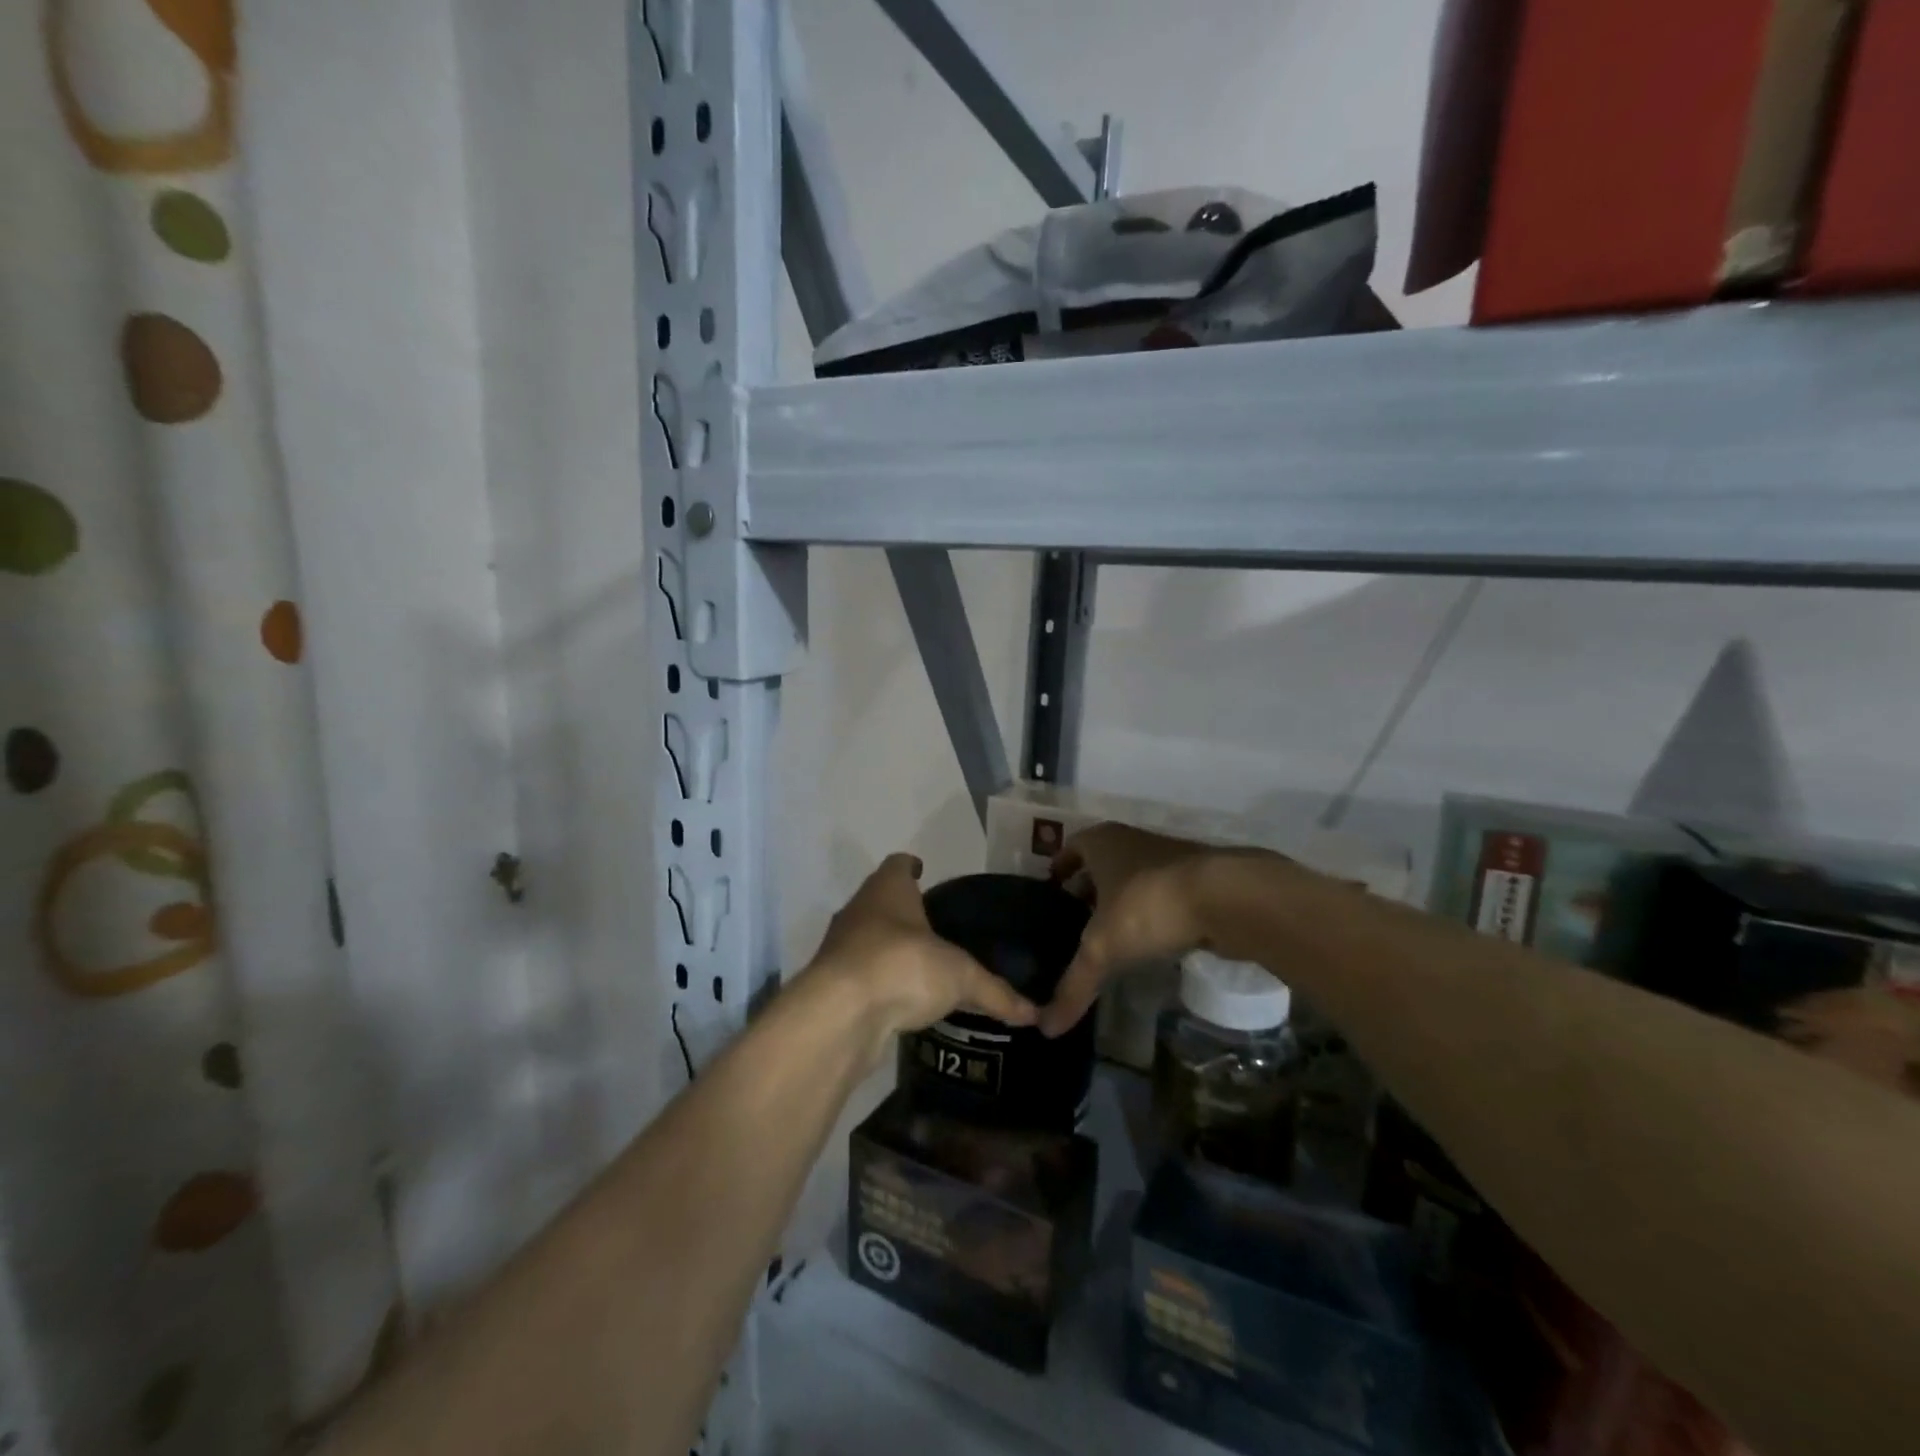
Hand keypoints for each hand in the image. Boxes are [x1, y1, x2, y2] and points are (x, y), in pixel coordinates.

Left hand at [808, 854, 1037, 1046]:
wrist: (839, 1015)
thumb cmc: (903, 966)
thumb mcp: (960, 976)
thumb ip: (995, 992)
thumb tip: (1035, 1013)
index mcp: (888, 890)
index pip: (898, 865)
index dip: (911, 867)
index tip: (923, 872)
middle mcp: (859, 911)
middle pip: (880, 901)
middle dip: (902, 911)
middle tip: (932, 924)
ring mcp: (840, 949)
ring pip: (868, 940)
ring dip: (888, 949)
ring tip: (920, 964)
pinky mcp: (833, 986)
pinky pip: (863, 977)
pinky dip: (880, 984)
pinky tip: (902, 1000)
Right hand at [1040, 823, 1271, 1037]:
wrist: (1228, 897)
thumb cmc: (1149, 905)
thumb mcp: (1103, 949)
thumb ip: (1074, 986)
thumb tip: (1046, 1029)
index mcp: (1102, 843)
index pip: (1071, 848)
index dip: (1060, 869)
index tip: (1052, 893)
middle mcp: (1132, 841)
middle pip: (1102, 862)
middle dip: (1089, 887)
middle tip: (1074, 920)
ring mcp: (1169, 857)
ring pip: (1135, 876)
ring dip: (1123, 899)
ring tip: (1110, 934)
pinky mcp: (1199, 879)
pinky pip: (1163, 893)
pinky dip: (1153, 911)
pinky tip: (1150, 939)